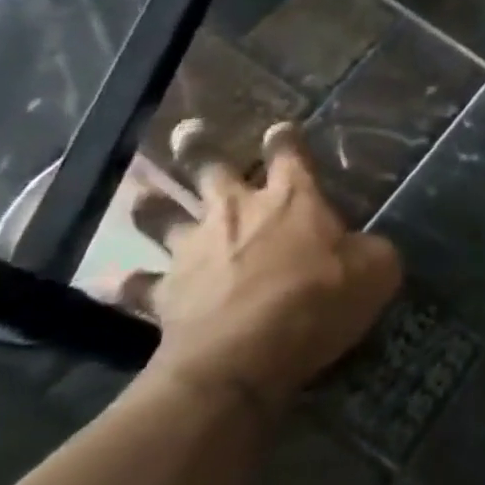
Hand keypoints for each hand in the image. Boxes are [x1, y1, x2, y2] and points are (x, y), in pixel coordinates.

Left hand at [117, 119, 402, 417]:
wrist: (244, 356)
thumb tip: (366, 249)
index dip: (285, 138)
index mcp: (294, 197)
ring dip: (151, 206)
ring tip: (138, 195)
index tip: (281, 128)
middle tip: (188, 130)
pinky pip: (137, 287)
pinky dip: (124, 284)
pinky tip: (108, 281)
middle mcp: (239, 211)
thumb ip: (370, 250)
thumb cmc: (318, 300)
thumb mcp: (375, 270)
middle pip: (212, 168)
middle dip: (199, 147)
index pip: (290, 153)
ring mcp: (196, 250)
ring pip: (163, 217)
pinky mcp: (165, 294)